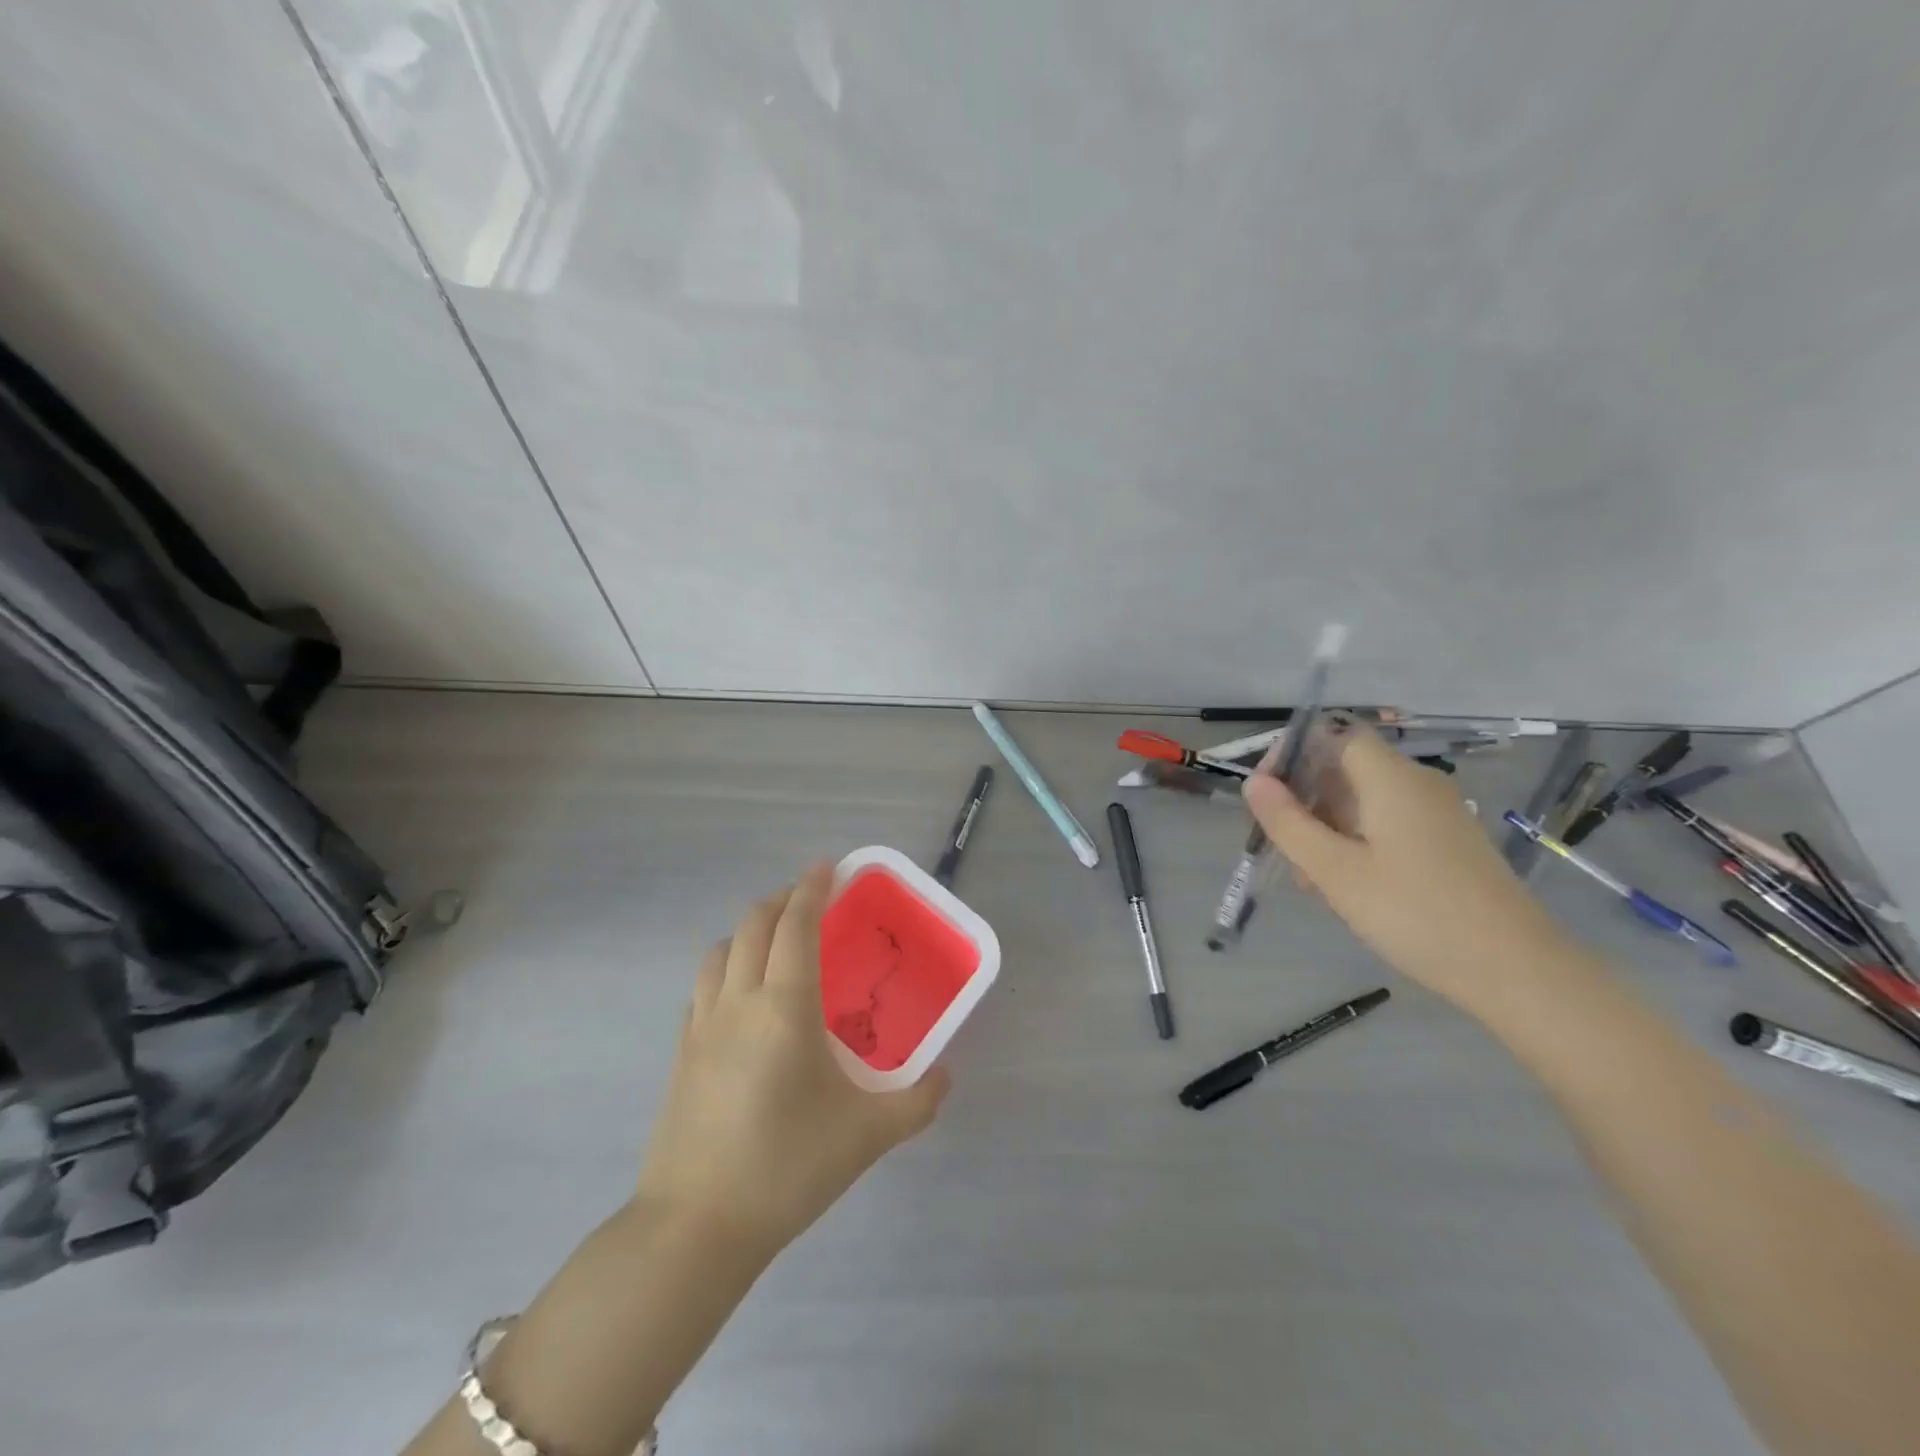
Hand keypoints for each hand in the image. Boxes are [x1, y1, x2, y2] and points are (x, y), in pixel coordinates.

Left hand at [634, 863, 949, 1262]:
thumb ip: (917, 1102)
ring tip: (775, 941)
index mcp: (784, 1006)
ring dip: (748, 931)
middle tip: (810, 900)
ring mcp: (701, 1026)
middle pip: (753, 925)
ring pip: (719, 951)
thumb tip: (945, 1077)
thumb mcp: (867, 1136)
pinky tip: (741, 996)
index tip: (828, 867)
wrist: (695, 1229)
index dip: (812, 888)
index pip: (796, 925)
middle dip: (782, 900)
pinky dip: (724, 968)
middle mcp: (739, 1001)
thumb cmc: (786, 1168)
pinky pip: (702, 988)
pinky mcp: (680, 1054)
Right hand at [1243, 725, 1575, 1014]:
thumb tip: (1254, 782)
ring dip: (1326, 826)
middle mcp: (1417, 784)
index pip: (1333, 736)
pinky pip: (1387, 824)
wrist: (1518, 971)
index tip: (1264, 794)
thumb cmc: (1416, 914)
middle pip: (1346, 768)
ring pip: (1364, 800)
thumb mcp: (1335, 871)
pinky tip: (1346, 886)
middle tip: (1280, 847)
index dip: (1292, 754)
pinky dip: (1356, 841)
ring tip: (1310, 879)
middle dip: (1304, 799)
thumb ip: (1288, 823)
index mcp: (1391, 779)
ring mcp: (1437, 814)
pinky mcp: (1447, 843)